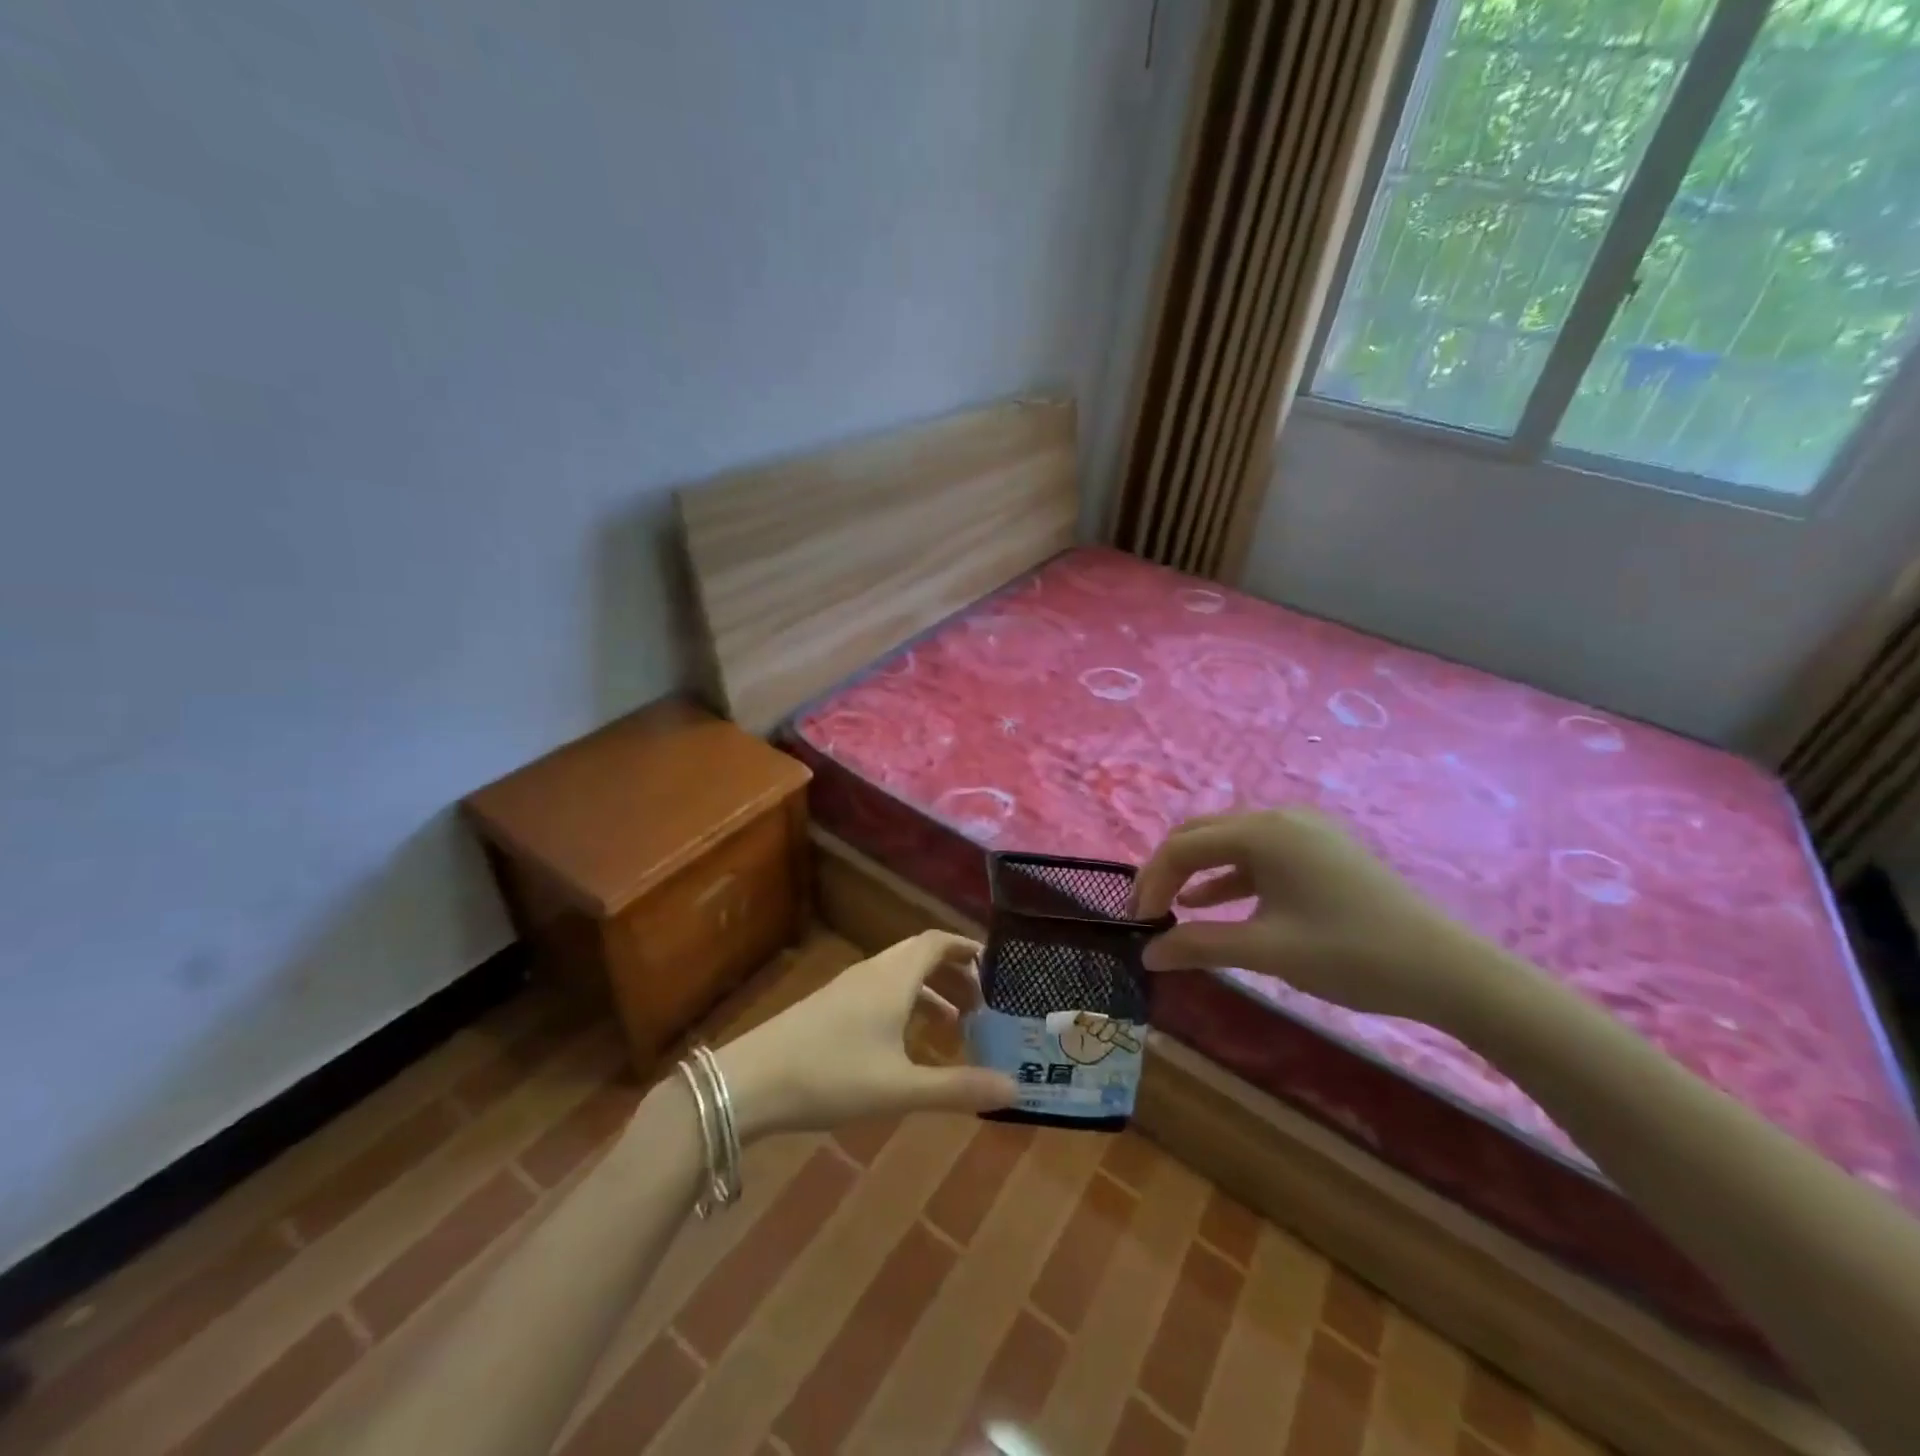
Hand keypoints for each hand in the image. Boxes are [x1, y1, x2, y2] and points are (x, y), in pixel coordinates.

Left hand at [716, 932, 1017, 1139]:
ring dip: (929, 992)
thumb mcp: (900, 1088)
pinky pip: (880, 992)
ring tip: (953, 1026)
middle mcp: (872, 973)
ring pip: (898, 975)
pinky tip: (906, 1044)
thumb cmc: (831, 1077)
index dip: (967, 948)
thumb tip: (1014, 1088)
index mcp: (893, 978)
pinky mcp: (828, 1007)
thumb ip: (957, 1088)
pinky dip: (905, 1005)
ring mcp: (846, 989)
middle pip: (920, 956)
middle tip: (982, 1004)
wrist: (750, 1083)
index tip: (996, 966)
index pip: (937, 942)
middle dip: (954, 973)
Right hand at [1134, 809, 1497, 1029]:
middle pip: (1202, 835)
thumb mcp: (1266, 950)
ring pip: (1229, 843)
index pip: (1184, 846)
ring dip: (1196, 872)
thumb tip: (1148, 953)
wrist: (1449, 970)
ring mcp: (1304, 832)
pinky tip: (1212, 903)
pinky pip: (1259, 856)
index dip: (1152, 882)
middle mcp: (1279, 818)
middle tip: (1147, 911)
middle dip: (1168, 871)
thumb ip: (1200, 945)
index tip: (1137, 922)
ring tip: (1171, 909)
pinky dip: (1230, 877)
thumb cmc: (1349, 954)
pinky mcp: (1320, 851)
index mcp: (1263, 832)